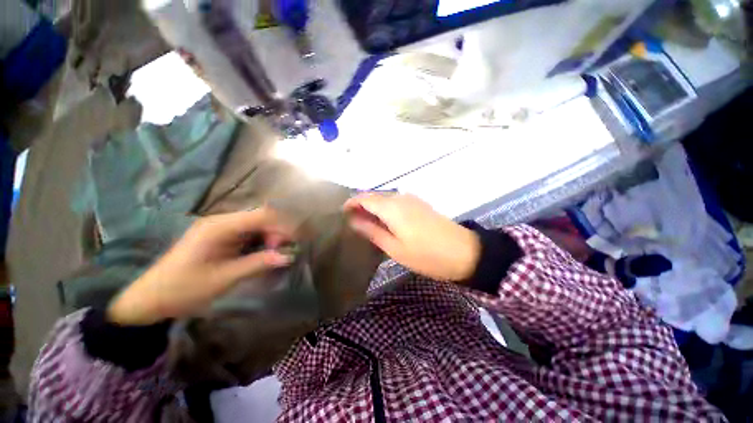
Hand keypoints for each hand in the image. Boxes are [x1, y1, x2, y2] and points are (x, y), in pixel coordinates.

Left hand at [108, 208, 294, 325]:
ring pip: (258, 225)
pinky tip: (264, 254)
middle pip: (262, 218)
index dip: (282, 227)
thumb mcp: (224, 278)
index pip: (262, 215)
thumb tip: (288, 256)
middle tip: (282, 253)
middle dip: (278, 232)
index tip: (289, 245)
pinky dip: (262, 242)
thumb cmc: (184, 289)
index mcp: (220, 226)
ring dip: (271, 237)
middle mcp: (222, 221)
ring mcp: (222, 228)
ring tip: (276, 255)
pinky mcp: (222, 236)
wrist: (150, 298)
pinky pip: (250, 233)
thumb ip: (258, 264)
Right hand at [344, 194, 480, 281]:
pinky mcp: (419, 204)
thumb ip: (372, 231)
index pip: (364, 198)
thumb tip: (353, 220)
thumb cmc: (426, 254)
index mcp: (392, 207)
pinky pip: (396, 202)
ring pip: (385, 198)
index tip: (342, 214)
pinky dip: (385, 209)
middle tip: (352, 222)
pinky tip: (384, 221)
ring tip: (365, 223)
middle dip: (361, 205)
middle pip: (374, 196)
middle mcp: (401, 197)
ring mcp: (412, 199)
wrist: (464, 252)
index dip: (351, 203)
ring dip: (373, 207)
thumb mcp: (395, 248)